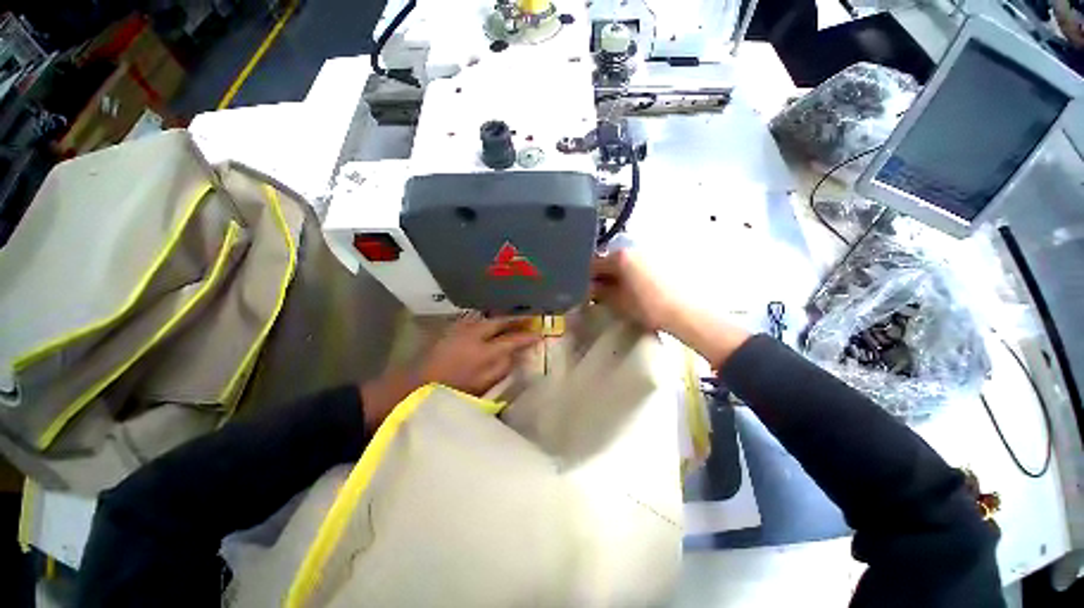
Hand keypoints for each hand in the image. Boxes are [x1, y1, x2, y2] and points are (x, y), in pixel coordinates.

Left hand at [419, 315, 539, 393]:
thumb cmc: (450, 390)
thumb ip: (501, 368)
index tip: (540, 334)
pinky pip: (476, 318)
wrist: (413, 384)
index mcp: (483, 352)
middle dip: (517, 318)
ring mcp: (462, 328)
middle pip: (501, 321)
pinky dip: (488, 318)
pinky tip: (492, 321)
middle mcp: (474, 334)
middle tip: (531, 316)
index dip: (527, 336)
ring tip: (514, 316)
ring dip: (503, 316)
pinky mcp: (452, 327)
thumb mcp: (480, 386)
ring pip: (488, 317)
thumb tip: (515, 354)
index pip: (512, 340)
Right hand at [591, 249, 678, 331]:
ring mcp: (652, 251)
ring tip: (622, 291)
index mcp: (621, 255)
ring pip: (627, 261)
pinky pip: (642, 263)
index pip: (593, 263)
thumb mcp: (618, 302)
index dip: (586, 277)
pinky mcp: (666, 257)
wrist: (688, 311)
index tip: (585, 289)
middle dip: (604, 274)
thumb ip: (599, 292)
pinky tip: (639, 287)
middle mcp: (636, 247)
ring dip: (620, 273)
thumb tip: (590, 287)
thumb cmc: (652, 306)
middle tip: (602, 292)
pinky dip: (636, 272)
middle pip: (611, 259)